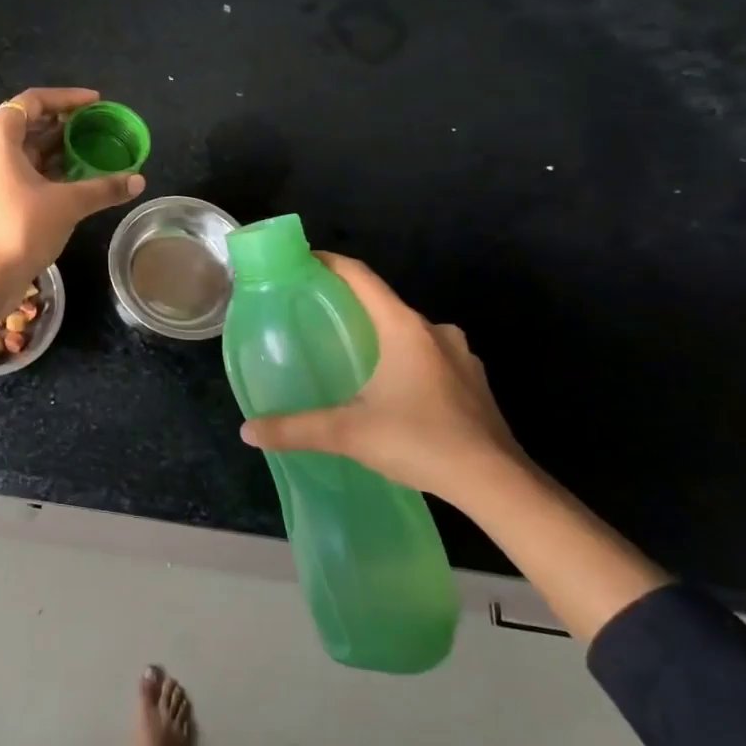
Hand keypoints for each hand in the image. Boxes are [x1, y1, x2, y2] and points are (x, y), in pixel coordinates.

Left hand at [0, 87, 144, 341]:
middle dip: (63, 124)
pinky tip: (71, 180)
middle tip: (96, 128)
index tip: (97, 103)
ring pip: (21, 149)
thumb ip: (103, 187)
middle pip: (26, 122)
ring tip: (89, 152)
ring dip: (54, 149)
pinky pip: (16, 170)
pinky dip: (43, 169)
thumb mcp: (67, 204)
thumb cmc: (20, 228)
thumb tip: (138, 181)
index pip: (34, 100)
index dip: (68, 98)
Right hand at [238, 252, 528, 506]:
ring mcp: (461, 357)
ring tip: (350, 354)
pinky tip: (392, 390)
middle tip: (315, 317)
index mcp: (404, 328)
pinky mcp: (474, 383)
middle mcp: (435, 332)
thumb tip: (247, 431)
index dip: (330, 263)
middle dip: (350, 305)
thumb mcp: (349, 434)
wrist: (498, 485)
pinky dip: (406, 361)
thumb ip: (296, 429)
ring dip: (381, 336)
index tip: (301, 260)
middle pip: (384, 303)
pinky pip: (430, 357)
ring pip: (410, 333)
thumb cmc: (421, 441)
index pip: (361, 277)